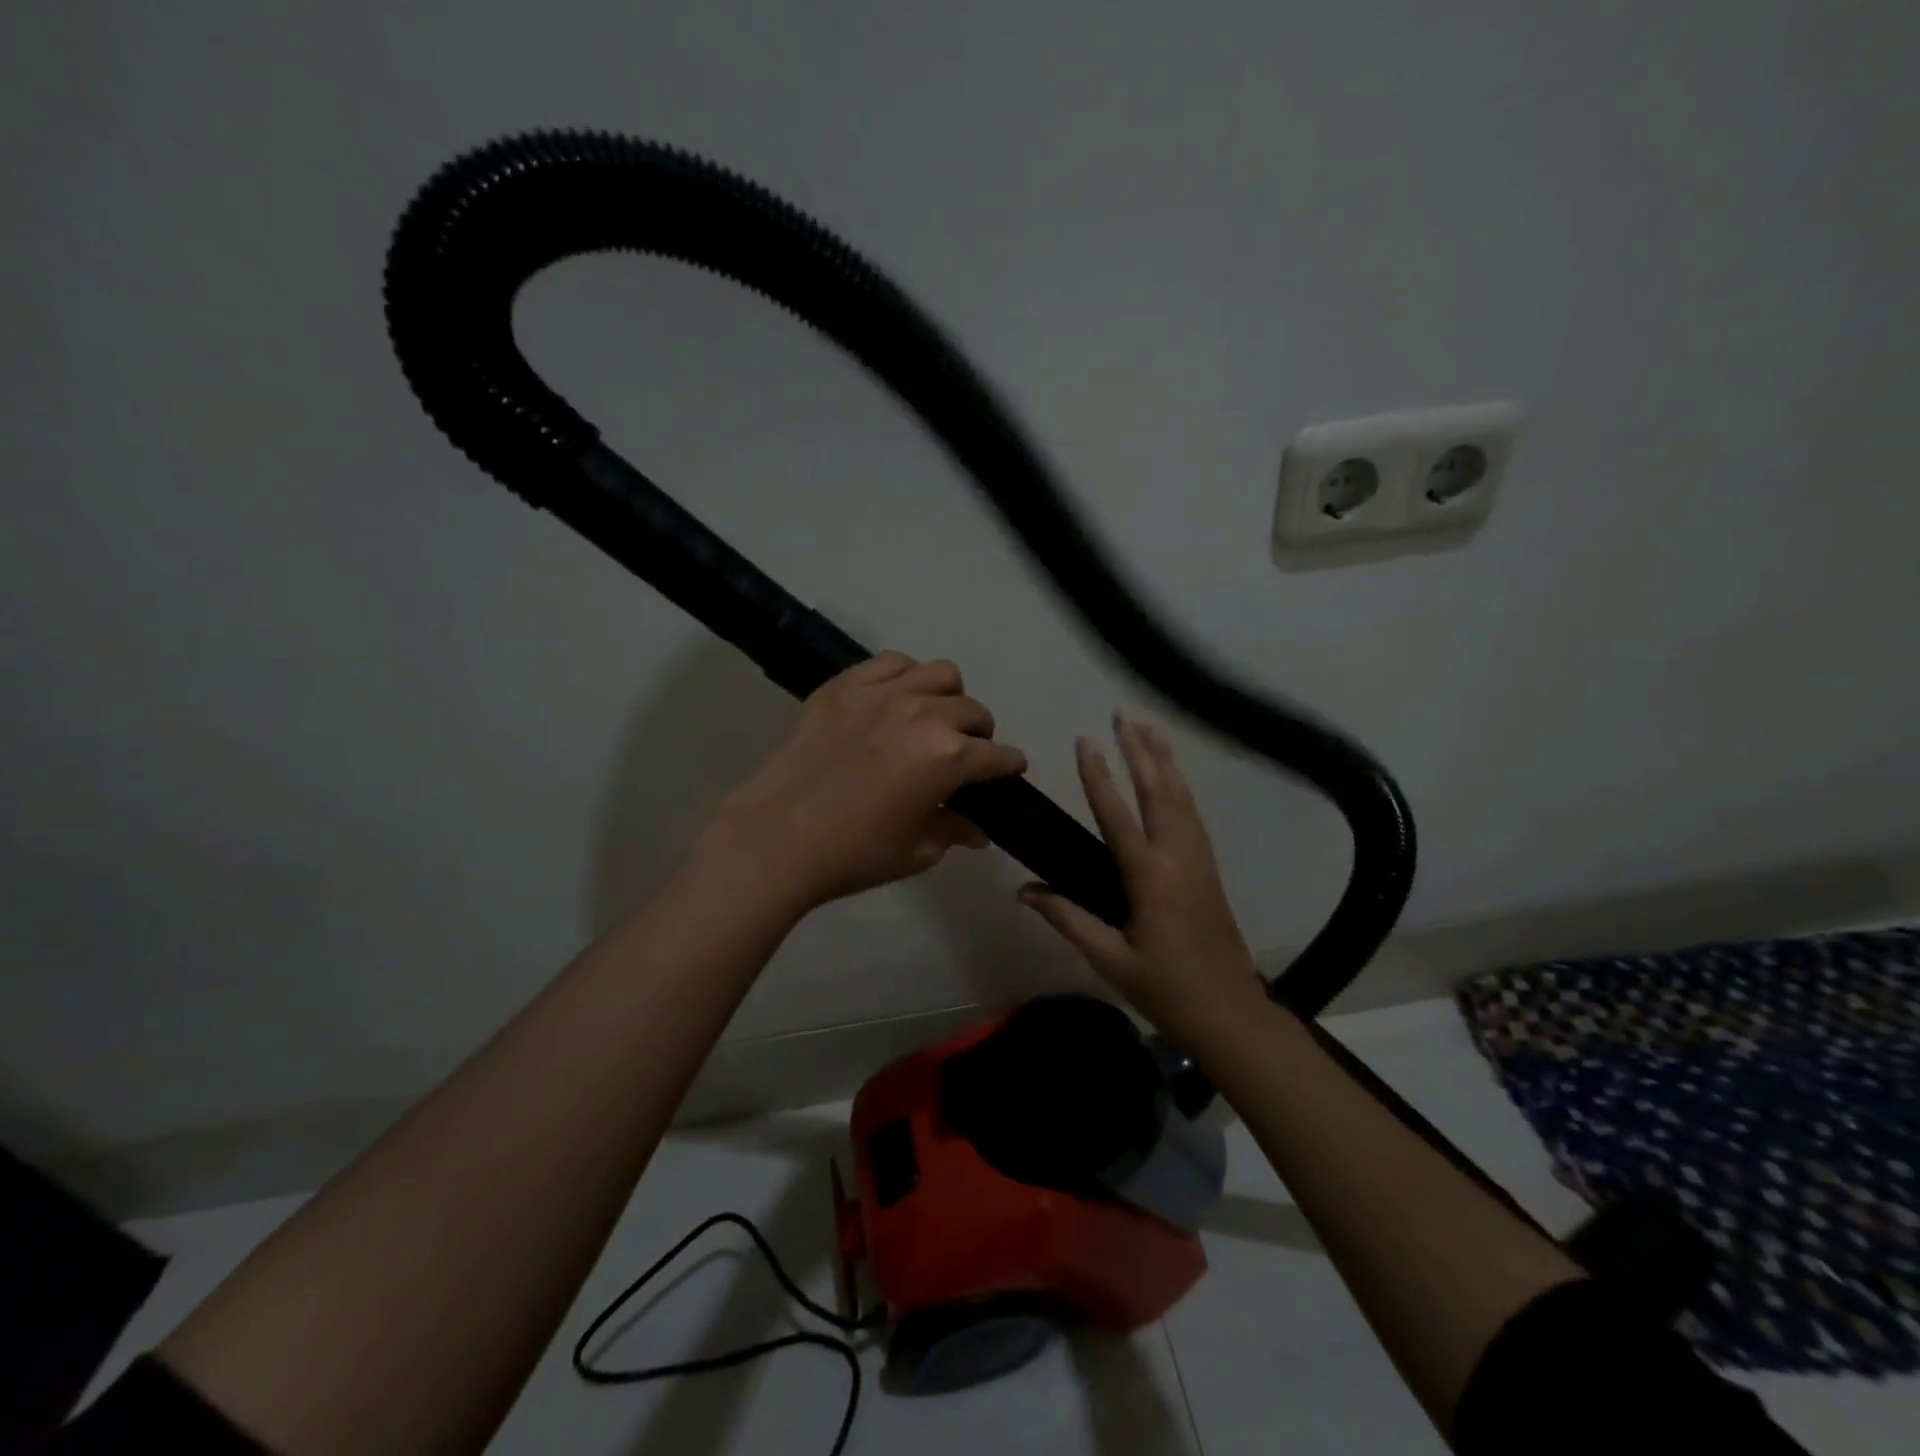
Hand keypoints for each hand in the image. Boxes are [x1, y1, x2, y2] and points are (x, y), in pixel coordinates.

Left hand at [697, 652, 1027, 911]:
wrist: (775, 839)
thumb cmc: (853, 854)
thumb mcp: (916, 851)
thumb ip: (954, 831)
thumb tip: (977, 829)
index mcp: (948, 757)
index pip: (996, 755)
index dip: (1009, 765)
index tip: (1009, 770)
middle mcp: (924, 714)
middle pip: (973, 710)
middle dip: (979, 733)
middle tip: (964, 754)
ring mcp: (882, 693)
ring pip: (939, 674)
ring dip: (948, 697)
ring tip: (933, 718)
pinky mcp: (844, 686)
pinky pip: (891, 662)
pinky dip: (904, 676)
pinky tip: (894, 698)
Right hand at [1018, 715, 1264, 1037]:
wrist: (1231, 1013)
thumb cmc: (1166, 989)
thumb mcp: (1110, 959)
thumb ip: (1068, 918)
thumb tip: (1024, 890)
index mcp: (1151, 878)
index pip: (1119, 816)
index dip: (1099, 777)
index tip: (1085, 741)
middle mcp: (1179, 857)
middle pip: (1159, 791)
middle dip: (1140, 750)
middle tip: (1123, 715)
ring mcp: (1200, 859)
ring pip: (1182, 796)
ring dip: (1163, 759)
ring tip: (1147, 728)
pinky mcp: (1209, 866)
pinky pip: (1192, 812)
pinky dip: (1180, 784)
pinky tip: (1171, 774)